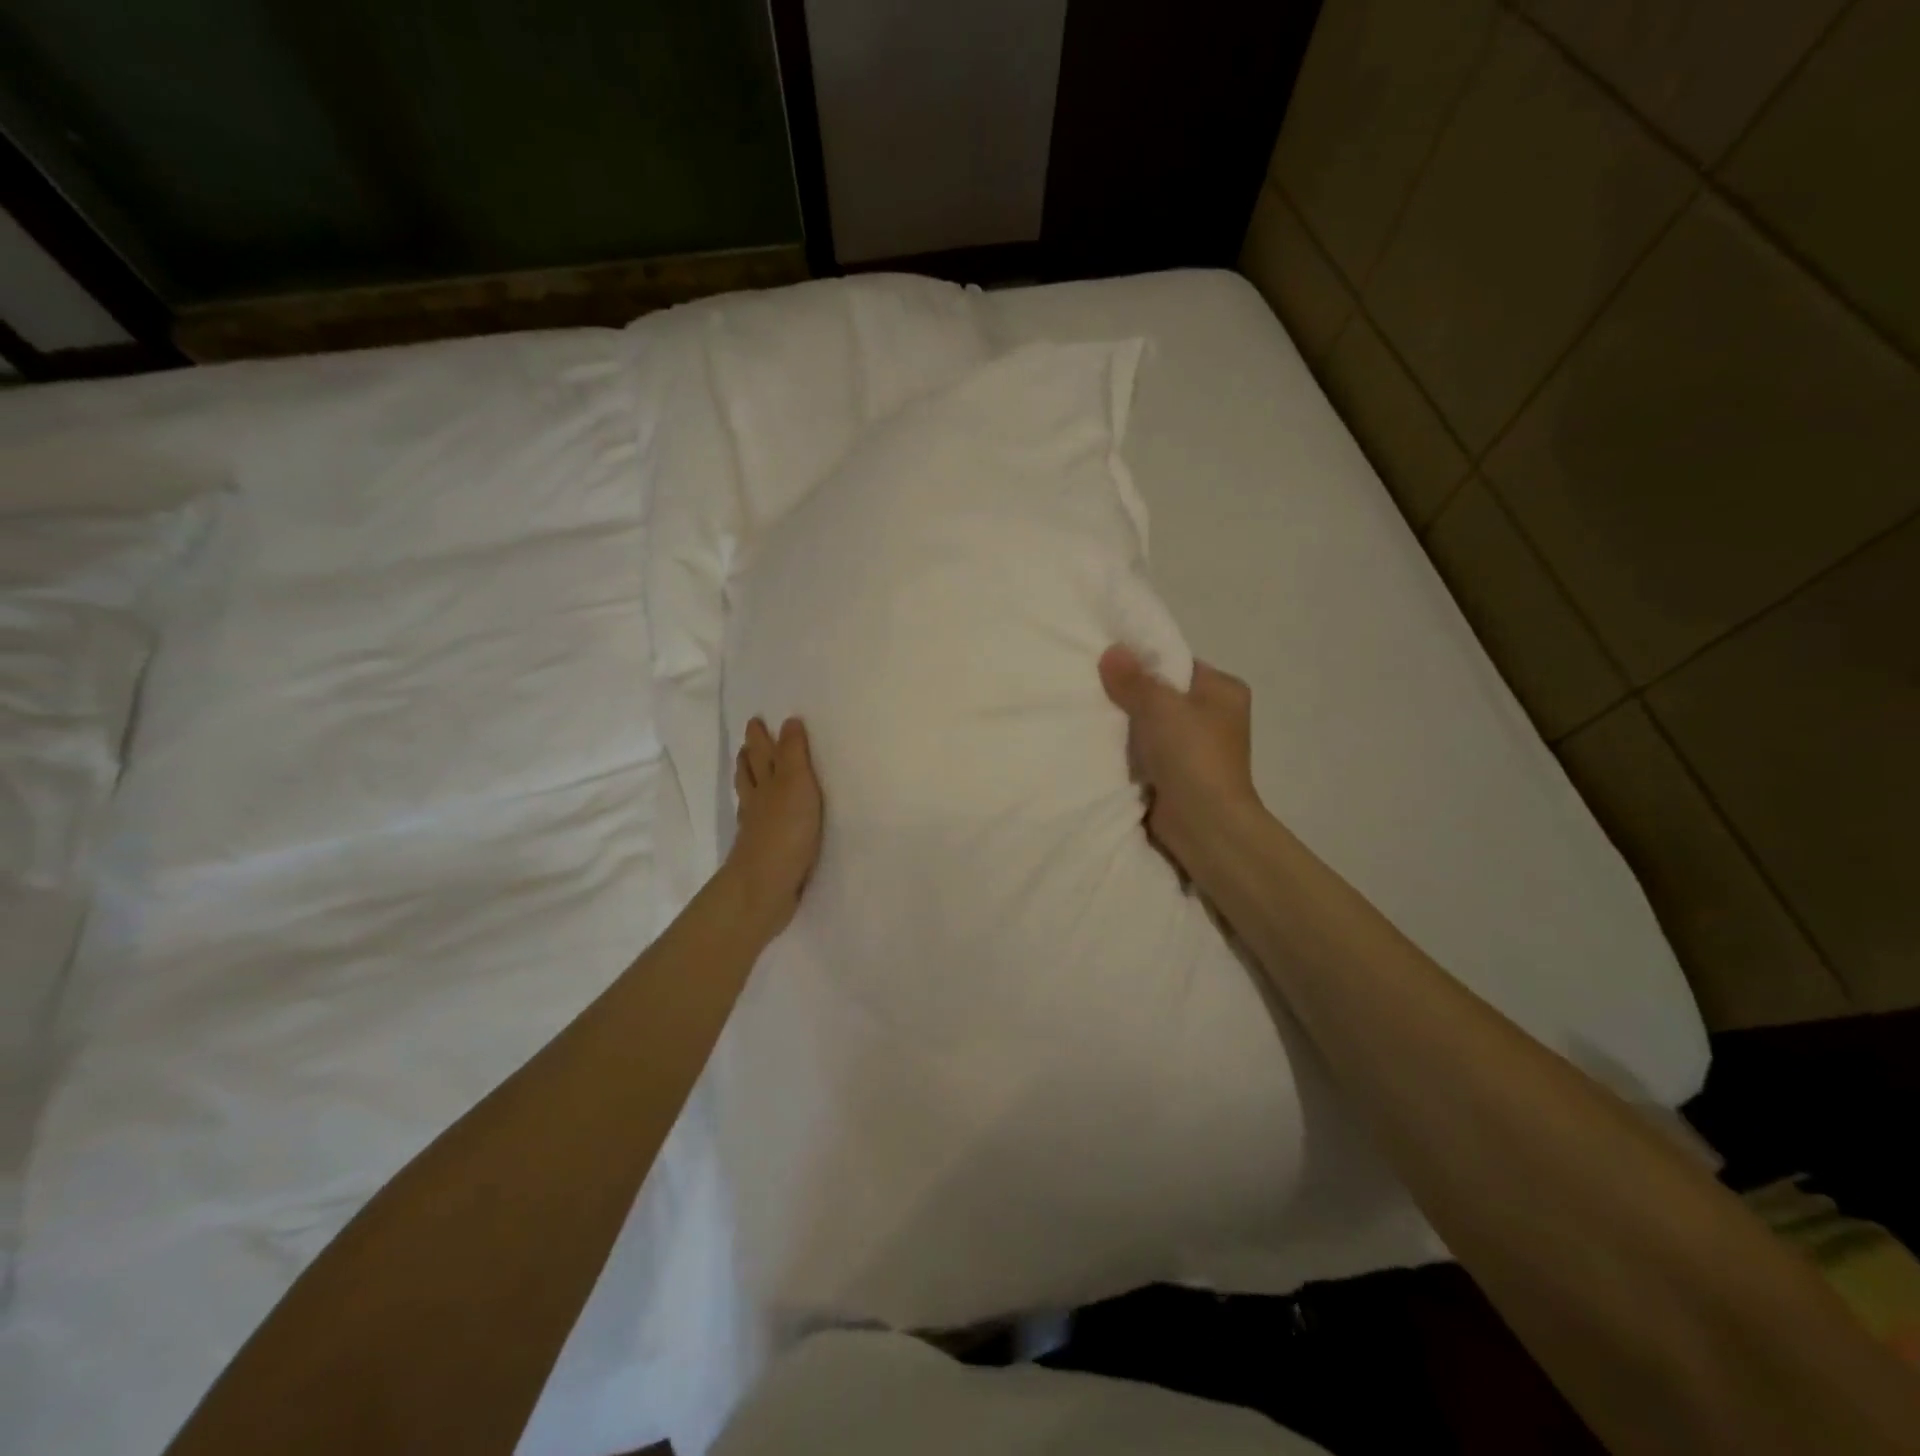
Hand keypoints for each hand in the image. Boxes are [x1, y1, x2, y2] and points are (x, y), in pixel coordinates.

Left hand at [727, 716, 822, 938]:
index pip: (763, 754)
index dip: (761, 738)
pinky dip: (757, 814)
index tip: (756, 721)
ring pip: (751, 798)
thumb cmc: (785, 831)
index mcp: (767, 783)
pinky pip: (757, 824)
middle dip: (750, 757)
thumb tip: (788, 721)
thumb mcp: (797, 783)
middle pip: (751, 774)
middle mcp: (758, 802)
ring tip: (748, 772)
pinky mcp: (762, 853)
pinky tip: (760, 818)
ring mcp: (756, 829)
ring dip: (749, 782)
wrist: (765, 887)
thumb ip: (794, 754)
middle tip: (748, 743)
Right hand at [1099, 645, 1262, 881]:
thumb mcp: (1159, 705)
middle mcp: (1215, 716)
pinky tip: (1101, 747)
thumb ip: (1133, 678)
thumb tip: (1112, 650)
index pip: (1177, 664)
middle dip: (1131, 695)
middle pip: (1163, 695)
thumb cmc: (1191, 754)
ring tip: (1091, 714)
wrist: (1203, 823)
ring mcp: (1197, 749)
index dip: (1144, 661)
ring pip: (1152, 726)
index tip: (1108, 663)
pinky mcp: (1179, 775)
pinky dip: (1128, 752)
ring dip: (1127, 727)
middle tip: (1093, 687)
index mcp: (1223, 690)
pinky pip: (1147, 753)